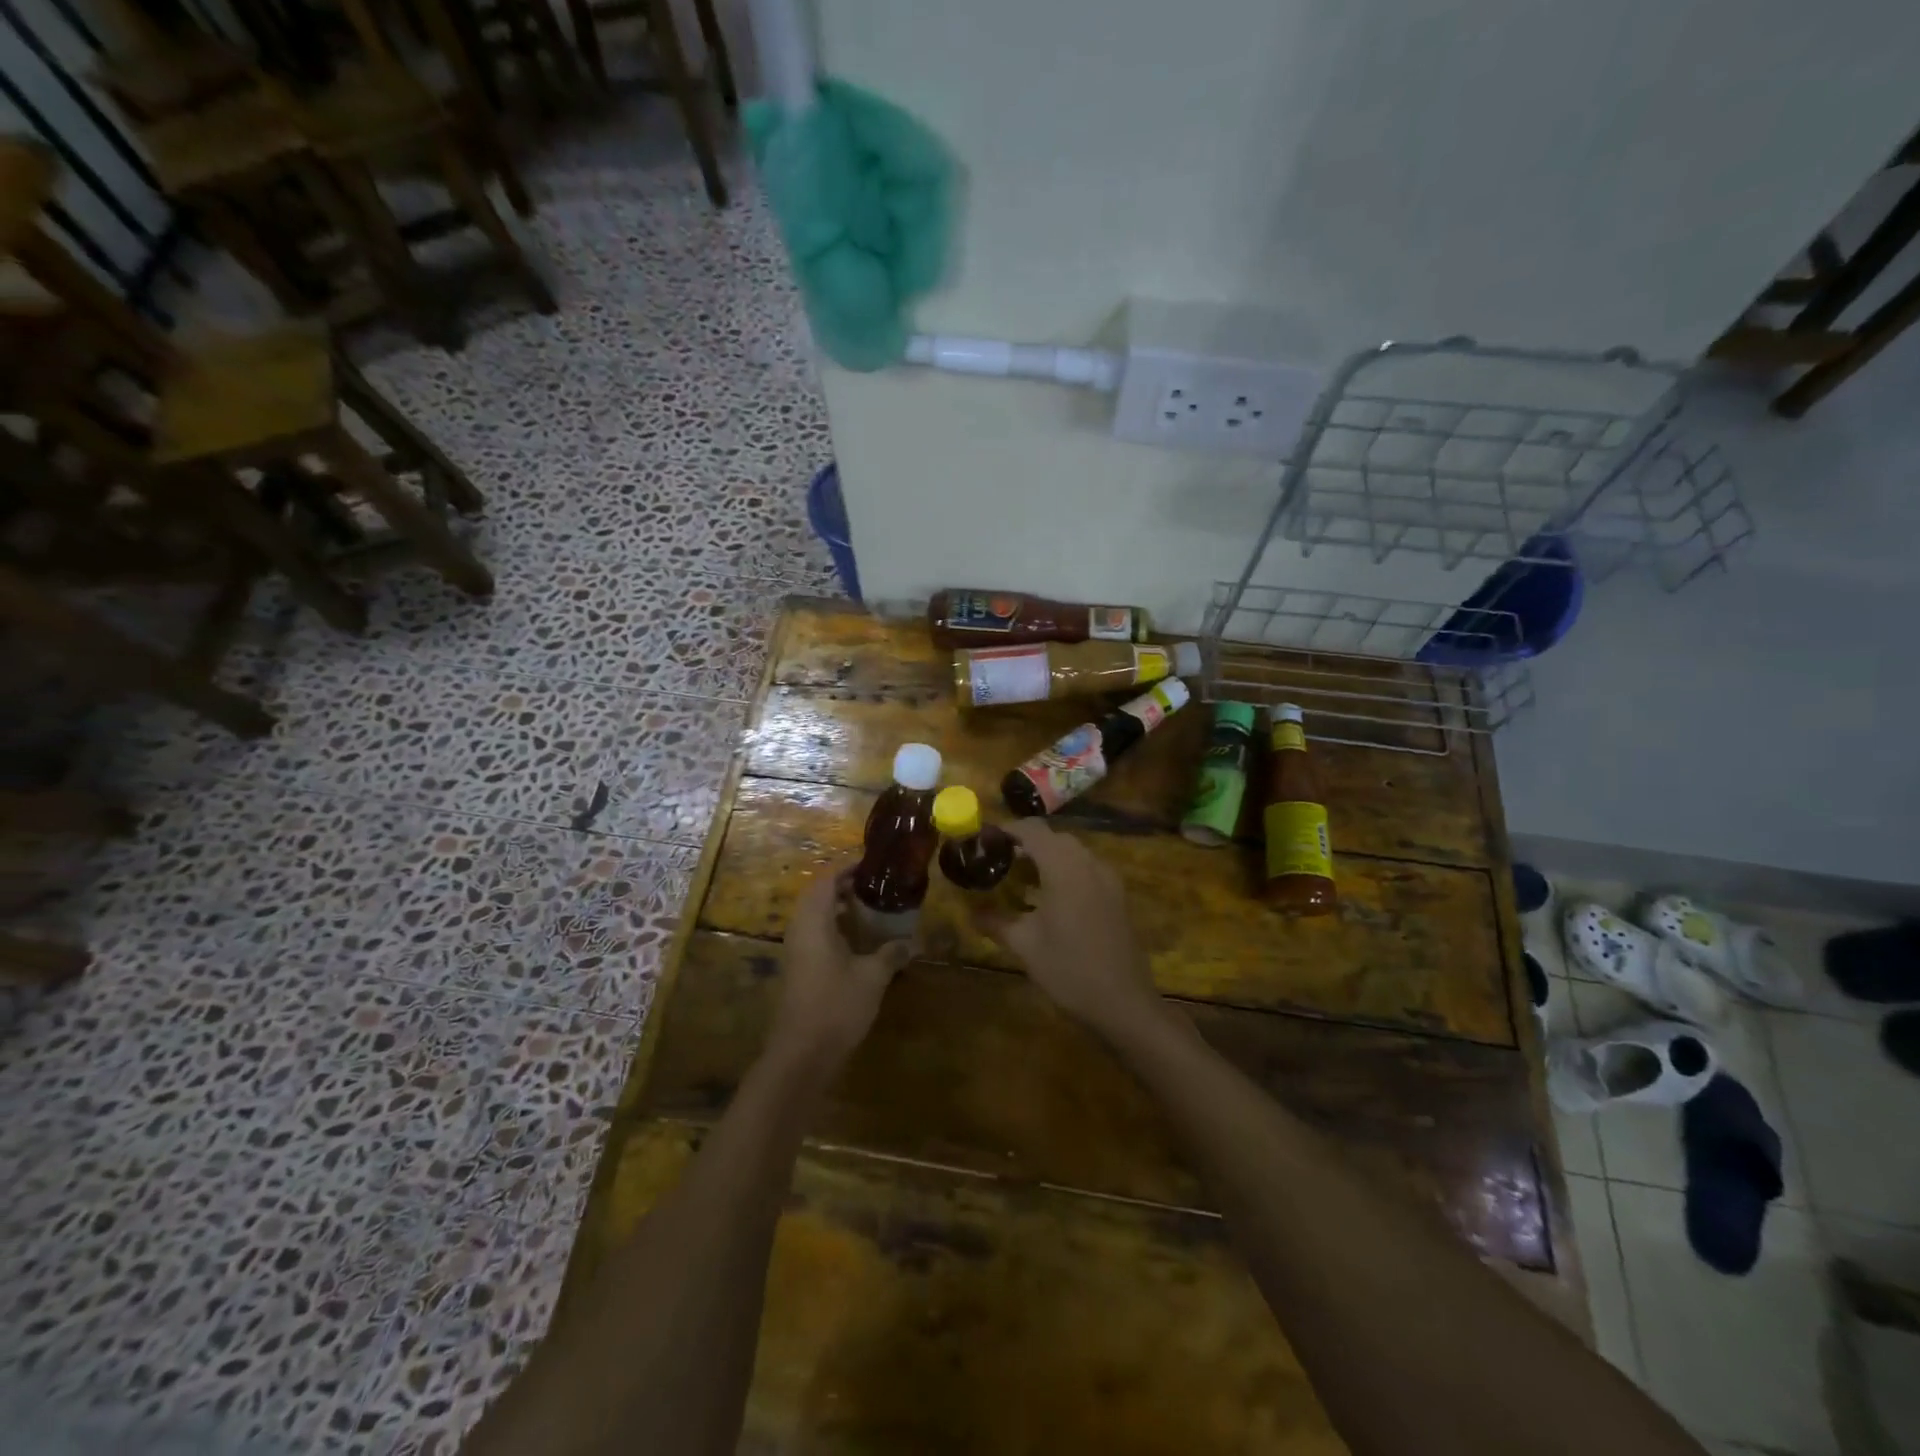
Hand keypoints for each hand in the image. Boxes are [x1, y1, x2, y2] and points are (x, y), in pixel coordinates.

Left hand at [769, 864, 911, 1073]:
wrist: (802, 1053)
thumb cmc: (836, 1006)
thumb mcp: (872, 977)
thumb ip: (891, 954)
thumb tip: (911, 942)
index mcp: (814, 921)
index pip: (827, 880)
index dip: (847, 867)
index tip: (872, 863)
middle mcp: (799, 929)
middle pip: (818, 895)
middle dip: (844, 885)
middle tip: (874, 884)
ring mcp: (795, 950)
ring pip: (814, 916)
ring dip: (838, 907)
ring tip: (869, 908)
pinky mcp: (797, 969)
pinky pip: (814, 934)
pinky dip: (833, 927)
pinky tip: (857, 940)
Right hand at [976, 820, 1161, 1036]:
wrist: (1124, 1003)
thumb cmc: (1069, 970)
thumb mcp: (1025, 946)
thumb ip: (996, 922)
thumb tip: (971, 912)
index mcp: (1064, 868)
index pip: (1033, 830)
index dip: (1008, 829)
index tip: (985, 839)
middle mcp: (1089, 863)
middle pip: (1054, 838)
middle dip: (1026, 843)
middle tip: (1000, 861)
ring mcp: (1108, 879)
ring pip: (1073, 852)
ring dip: (1047, 857)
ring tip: (1021, 879)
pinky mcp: (1118, 896)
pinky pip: (1087, 869)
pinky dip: (1066, 871)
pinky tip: (1051, 898)